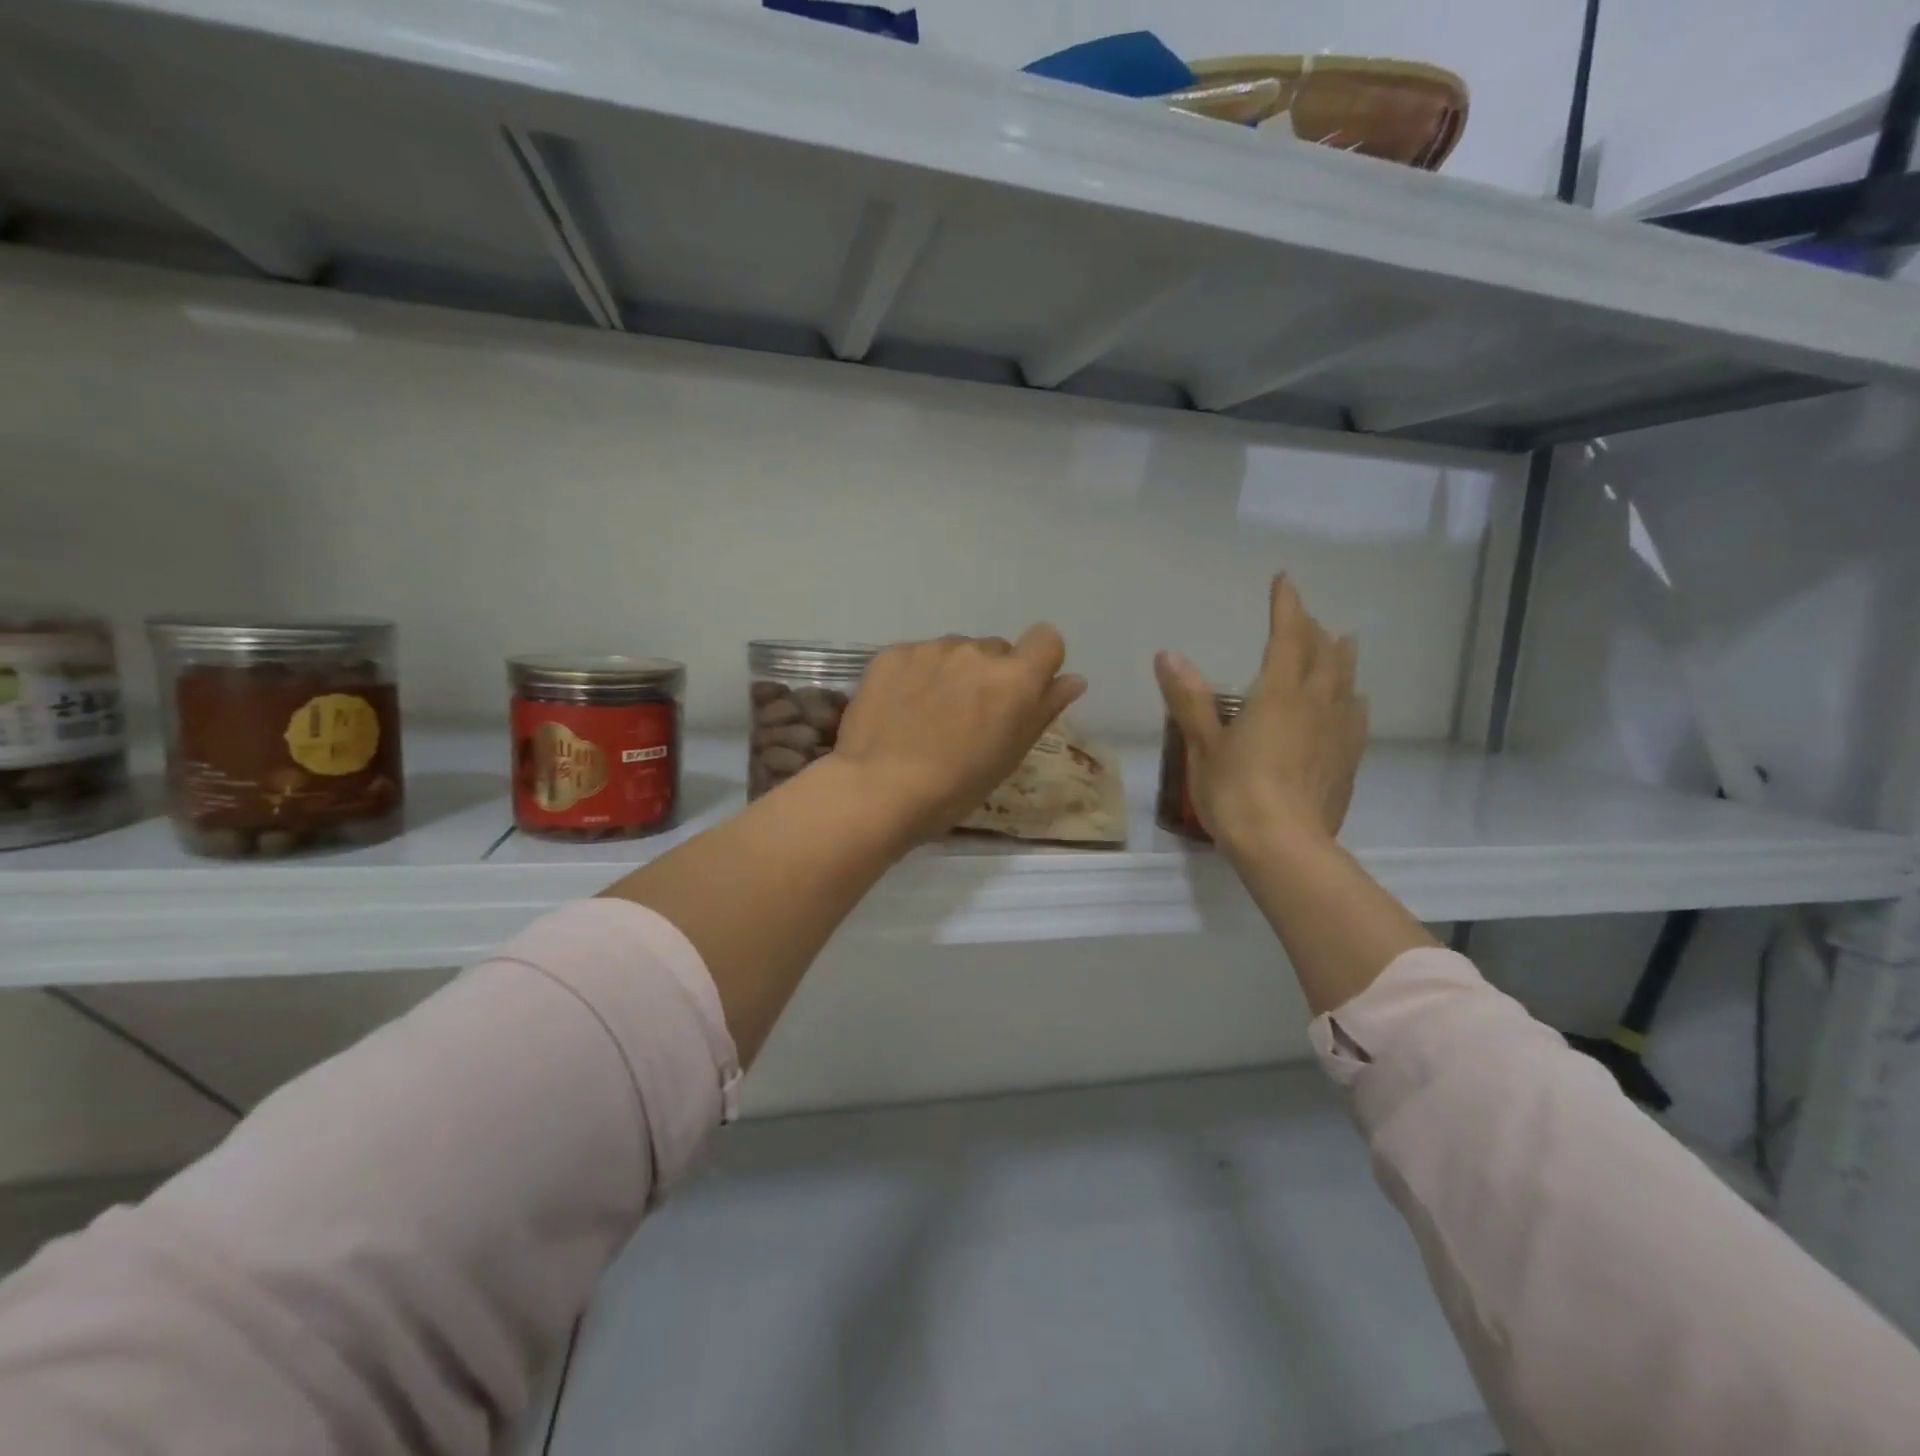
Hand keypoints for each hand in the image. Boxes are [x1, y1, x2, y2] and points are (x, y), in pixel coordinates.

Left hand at [833, 627, 1086, 844]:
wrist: (878, 789)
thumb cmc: (955, 787)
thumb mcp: (1010, 755)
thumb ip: (1044, 709)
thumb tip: (1072, 680)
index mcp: (1015, 679)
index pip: (1046, 639)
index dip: (1038, 662)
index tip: (1021, 692)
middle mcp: (976, 652)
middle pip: (996, 650)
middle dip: (989, 675)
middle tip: (967, 717)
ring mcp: (931, 649)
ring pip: (955, 652)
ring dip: (951, 674)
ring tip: (927, 716)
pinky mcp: (893, 653)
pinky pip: (917, 656)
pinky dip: (915, 676)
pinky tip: (900, 709)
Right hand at [1155, 576, 1365, 858]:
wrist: (1285, 846)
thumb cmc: (1235, 792)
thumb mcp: (1203, 744)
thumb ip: (1189, 699)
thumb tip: (1168, 655)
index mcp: (1278, 693)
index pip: (1286, 636)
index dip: (1285, 606)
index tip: (1284, 580)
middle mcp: (1315, 703)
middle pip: (1322, 654)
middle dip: (1312, 629)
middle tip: (1305, 617)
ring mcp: (1337, 732)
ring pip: (1345, 681)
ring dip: (1340, 657)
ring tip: (1341, 642)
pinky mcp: (1347, 759)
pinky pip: (1355, 716)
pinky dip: (1351, 697)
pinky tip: (1352, 702)